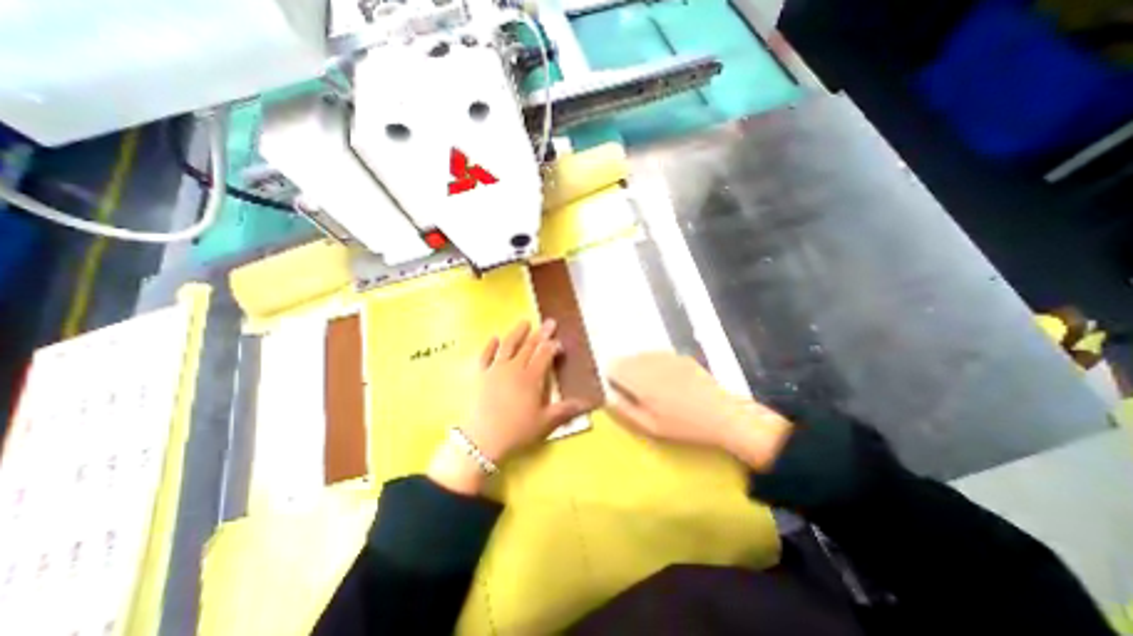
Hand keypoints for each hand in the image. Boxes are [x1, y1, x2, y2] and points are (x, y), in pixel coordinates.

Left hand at [426, 319, 583, 494]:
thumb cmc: (516, 432)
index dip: (553, 346)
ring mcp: (495, 369)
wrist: (481, 441)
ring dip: (517, 332)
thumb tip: (588, 404)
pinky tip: (494, 338)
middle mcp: (514, 368)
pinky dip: (489, 346)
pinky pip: (484, 356)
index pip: (545, 355)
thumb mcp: (545, 423)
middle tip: (550, 322)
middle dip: (541, 333)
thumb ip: (565, 410)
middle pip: (529, 346)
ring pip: (508, 345)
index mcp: (531, 377)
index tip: (559, 343)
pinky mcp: (479, 375)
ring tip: (525, 321)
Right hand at [606, 352, 788, 471]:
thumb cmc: (683, 426)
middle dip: (625, 371)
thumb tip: (607, 397)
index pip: (613, 366)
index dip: (612, 377)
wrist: (722, 416)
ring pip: (641, 355)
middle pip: (626, 358)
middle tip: (635, 391)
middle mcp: (651, 362)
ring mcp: (667, 357)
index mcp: (640, 380)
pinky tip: (667, 381)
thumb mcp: (650, 426)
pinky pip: (657, 356)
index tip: (618, 389)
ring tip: (652, 387)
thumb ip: (624, 409)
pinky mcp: (680, 356)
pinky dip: (655, 364)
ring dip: (639, 367)